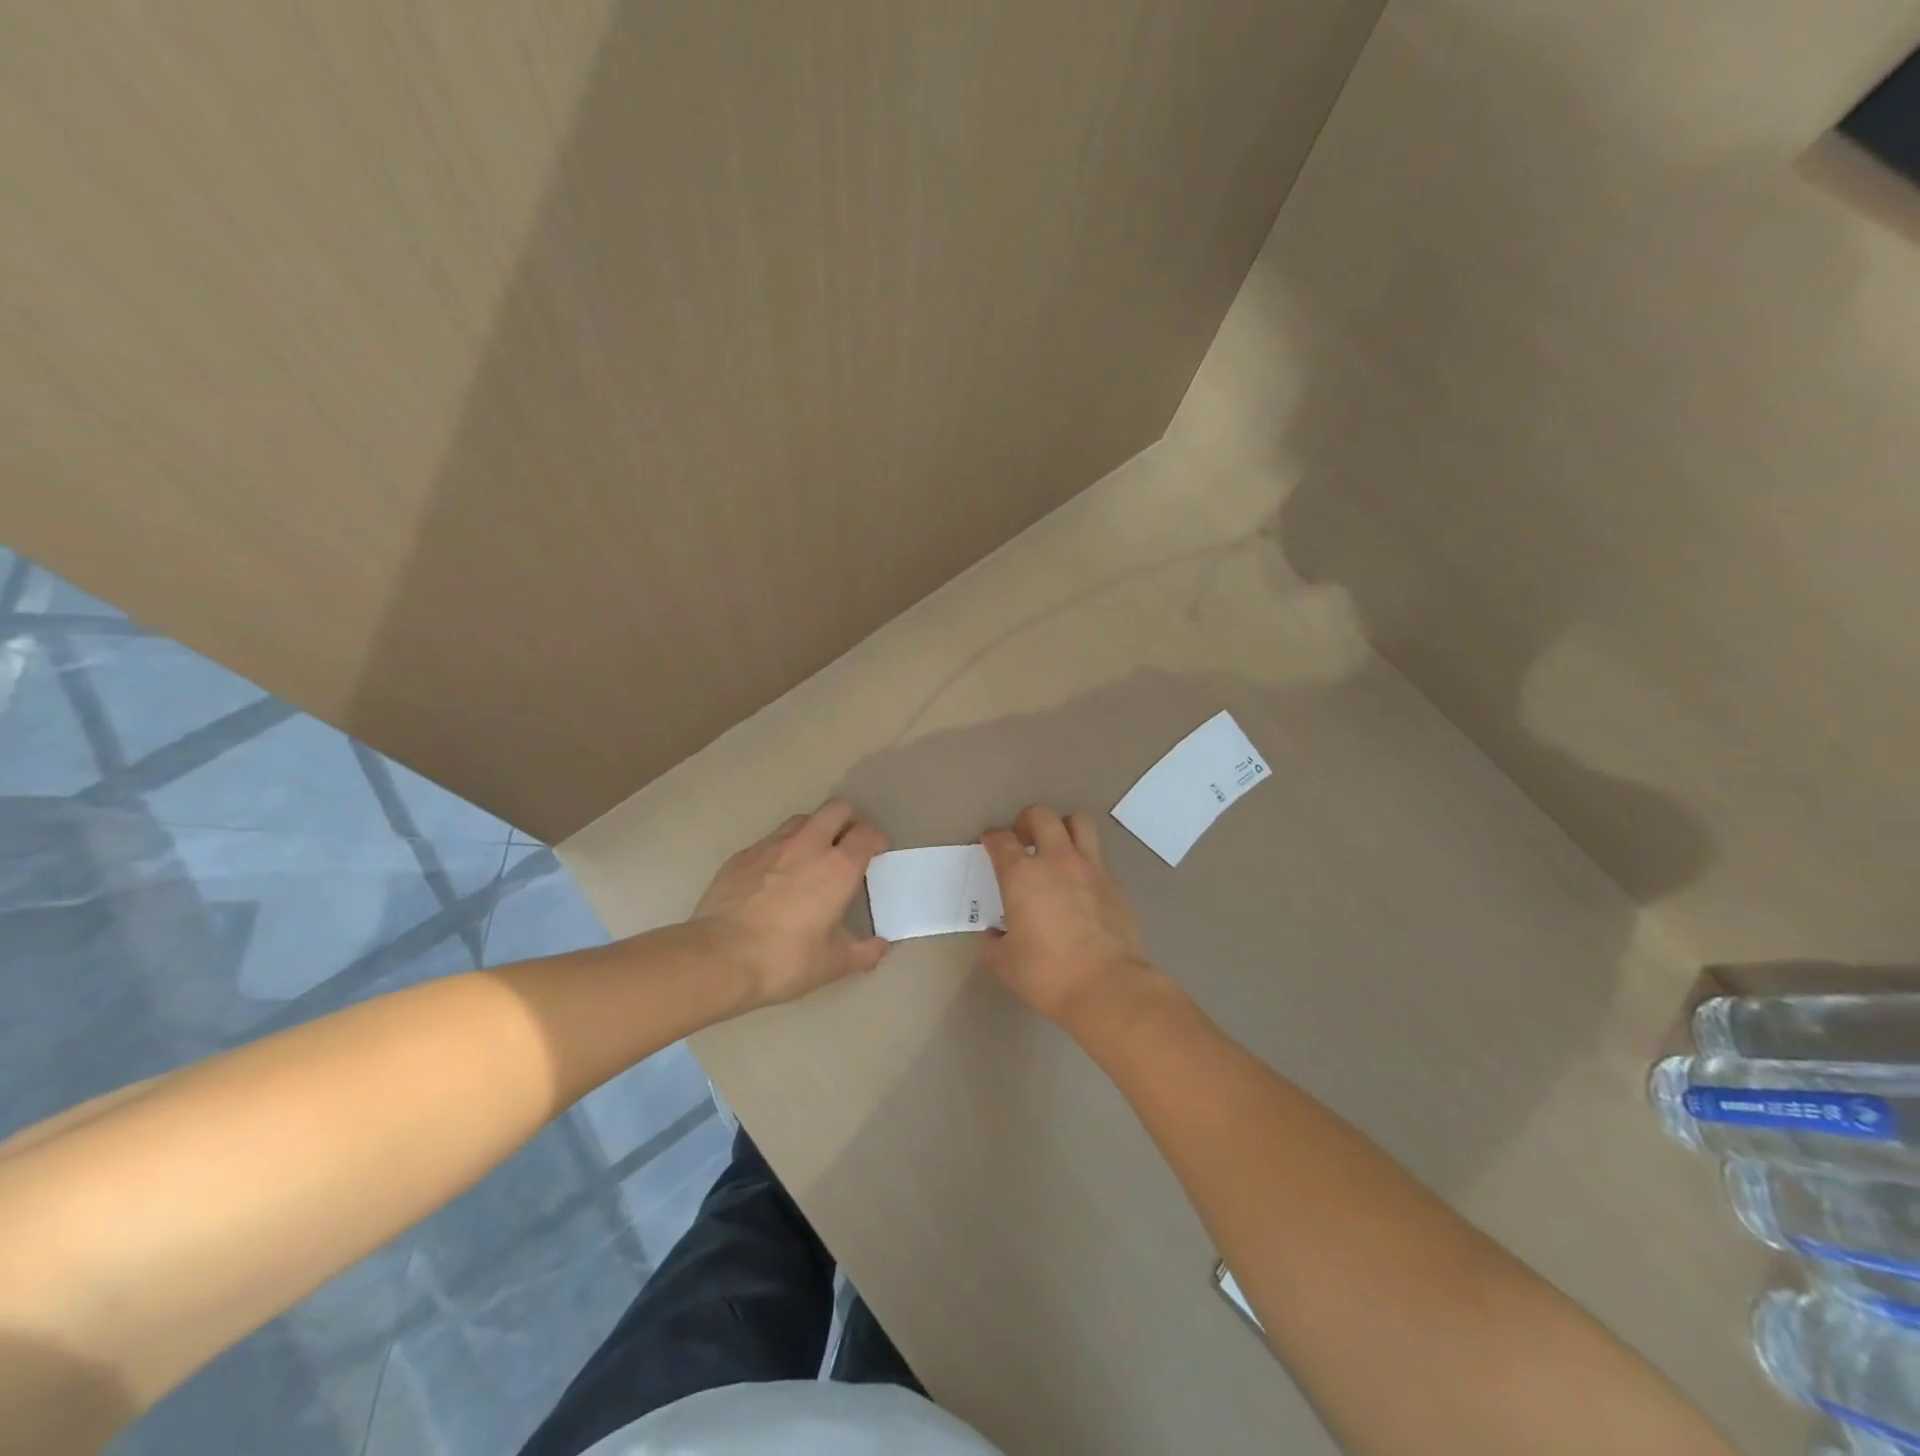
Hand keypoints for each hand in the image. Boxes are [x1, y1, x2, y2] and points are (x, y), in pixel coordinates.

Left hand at [693, 800, 890, 1008]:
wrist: (719, 958)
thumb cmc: (785, 959)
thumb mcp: (832, 964)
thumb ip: (862, 952)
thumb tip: (881, 948)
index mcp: (838, 867)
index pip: (867, 834)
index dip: (876, 840)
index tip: (876, 856)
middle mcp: (808, 845)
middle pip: (837, 809)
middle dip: (848, 821)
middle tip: (848, 847)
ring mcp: (771, 846)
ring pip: (802, 819)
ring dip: (814, 830)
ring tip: (812, 858)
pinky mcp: (742, 855)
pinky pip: (770, 840)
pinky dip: (782, 849)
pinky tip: (775, 877)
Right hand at [980, 805, 1155, 1027]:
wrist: (1107, 986)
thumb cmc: (1047, 974)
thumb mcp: (1005, 963)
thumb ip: (994, 943)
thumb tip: (995, 936)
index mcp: (1022, 876)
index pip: (1001, 840)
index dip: (992, 838)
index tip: (990, 844)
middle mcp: (1056, 861)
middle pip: (1041, 815)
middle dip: (1027, 820)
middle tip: (1023, 839)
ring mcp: (1091, 868)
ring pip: (1079, 822)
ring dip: (1064, 828)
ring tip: (1057, 848)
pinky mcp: (1115, 884)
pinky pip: (1098, 858)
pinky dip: (1086, 862)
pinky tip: (1081, 886)